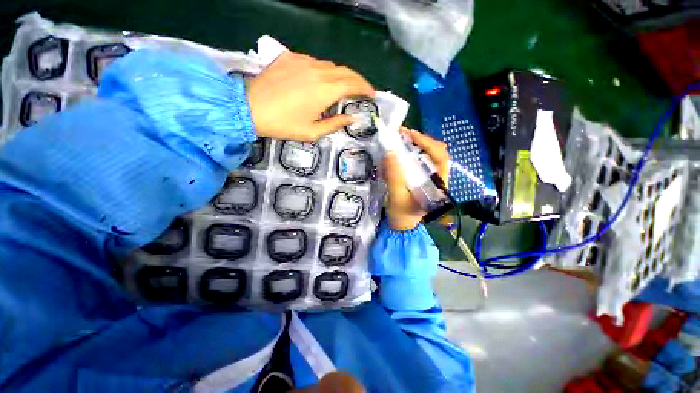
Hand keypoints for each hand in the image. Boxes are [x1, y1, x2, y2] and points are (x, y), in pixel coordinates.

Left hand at [247, 52, 374, 141]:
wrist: (249, 108)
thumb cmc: (283, 125)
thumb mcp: (312, 132)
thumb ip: (335, 124)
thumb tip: (351, 118)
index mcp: (325, 91)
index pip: (353, 84)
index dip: (365, 88)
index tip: (372, 94)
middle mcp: (318, 71)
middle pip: (345, 71)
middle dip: (358, 80)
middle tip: (362, 90)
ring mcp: (303, 61)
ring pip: (331, 65)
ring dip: (341, 75)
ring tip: (343, 87)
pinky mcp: (291, 57)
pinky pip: (314, 62)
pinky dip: (323, 70)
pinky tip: (320, 80)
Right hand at [384, 129, 449, 231]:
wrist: (401, 225)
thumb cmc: (402, 214)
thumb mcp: (397, 196)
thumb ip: (395, 176)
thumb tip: (391, 153)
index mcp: (438, 183)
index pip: (441, 157)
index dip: (428, 143)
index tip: (411, 135)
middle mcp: (437, 178)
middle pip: (435, 153)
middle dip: (420, 141)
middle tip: (403, 134)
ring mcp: (429, 177)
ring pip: (426, 156)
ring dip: (414, 146)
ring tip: (400, 139)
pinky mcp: (421, 178)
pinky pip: (418, 161)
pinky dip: (409, 154)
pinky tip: (399, 151)